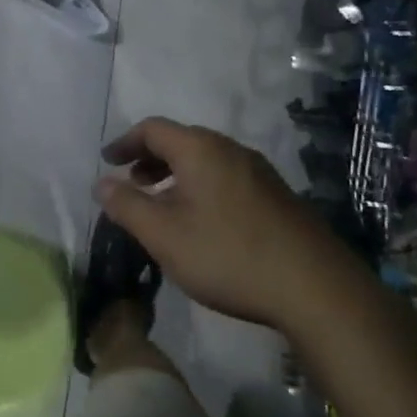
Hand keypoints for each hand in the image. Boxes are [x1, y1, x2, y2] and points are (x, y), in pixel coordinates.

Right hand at [94, 118, 359, 331]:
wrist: (315, 287)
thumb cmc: (227, 255)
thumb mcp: (164, 235)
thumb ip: (127, 206)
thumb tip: (102, 183)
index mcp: (200, 149)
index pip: (152, 129)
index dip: (125, 142)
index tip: (107, 161)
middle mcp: (231, 149)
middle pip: (181, 141)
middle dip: (150, 159)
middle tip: (132, 183)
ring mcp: (259, 172)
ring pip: (206, 161)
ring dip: (176, 176)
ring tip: (162, 206)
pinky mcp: (277, 196)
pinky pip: (226, 178)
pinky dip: (201, 188)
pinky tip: (201, 223)